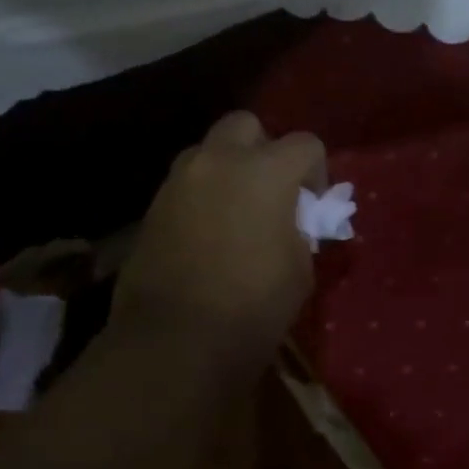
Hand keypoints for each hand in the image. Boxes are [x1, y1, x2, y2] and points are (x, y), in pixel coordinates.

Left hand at [112, 111, 326, 364]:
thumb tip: (292, 220)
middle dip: (263, 149)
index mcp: (265, 171)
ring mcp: (179, 181)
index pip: (305, 144)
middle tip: (270, 190)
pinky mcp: (152, 207)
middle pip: (246, 126)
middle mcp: (218, 161)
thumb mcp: (299, 269)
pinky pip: (185, 183)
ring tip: (235, 211)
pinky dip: (201, 195)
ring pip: (208, 151)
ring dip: (227, 168)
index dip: (316, 171)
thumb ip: (300, 228)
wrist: (174, 342)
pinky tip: (206, 233)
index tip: (313, 205)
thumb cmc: (252, 307)